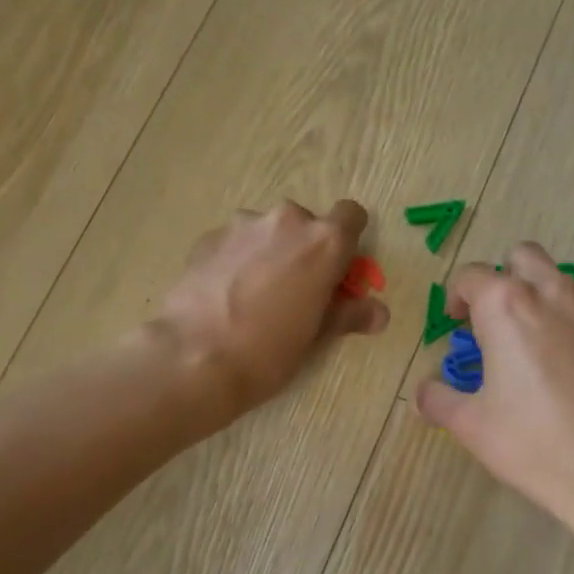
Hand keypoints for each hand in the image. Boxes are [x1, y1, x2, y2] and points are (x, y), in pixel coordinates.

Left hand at [153, 200, 387, 417]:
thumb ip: (349, 314)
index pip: (352, 216)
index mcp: (324, 241)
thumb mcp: (317, 337)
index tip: (338, 272)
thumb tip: (378, 312)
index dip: (348, 242)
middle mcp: (286, 220)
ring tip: (255, 296)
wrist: (194, 357)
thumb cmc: (269, 351)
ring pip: (268, 232)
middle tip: (296, 293)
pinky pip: (236, 243)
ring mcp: (243, 226)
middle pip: (307, 225)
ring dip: (270, 253)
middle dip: (305, 251)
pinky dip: (238, 261)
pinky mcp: (208, 238)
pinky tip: (226, 296)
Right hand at [414, 243, 573, 528]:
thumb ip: (438, 399)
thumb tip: (424, 393)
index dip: (457, 296)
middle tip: (502, 321)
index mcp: (507, 306)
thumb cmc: (534, 445)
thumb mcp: (471, 426)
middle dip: (507, 279)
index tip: (457, 322)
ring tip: (547, 348)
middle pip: (524, 257)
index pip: (471, 275)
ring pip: (568, 283)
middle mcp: (556, 291)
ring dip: (549, 302)